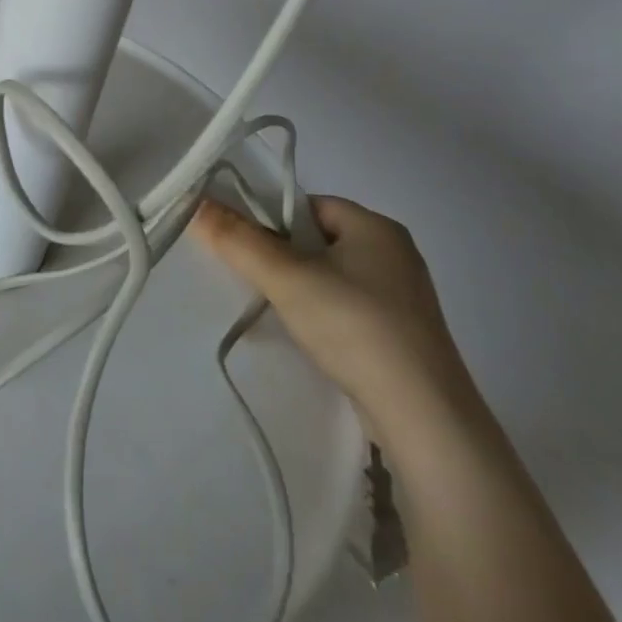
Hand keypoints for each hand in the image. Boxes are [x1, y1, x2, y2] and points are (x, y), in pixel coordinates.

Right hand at [193, 195, 474, 447]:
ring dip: (305, 289)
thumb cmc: (355, 328)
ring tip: (282, 312)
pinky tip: (314, 339)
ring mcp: (405, 296)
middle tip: (258, 281)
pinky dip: (327, 316)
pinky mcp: (406, 334)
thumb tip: (196, 204)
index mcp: (377, 226)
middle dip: (285, 257)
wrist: (425, 418)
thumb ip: (238, 240)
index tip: (248, 249)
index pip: (309, 205)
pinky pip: (352, 307)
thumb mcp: (287, 278)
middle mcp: (396, 253)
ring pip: (334, 276)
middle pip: (319, 239)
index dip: (273, 221)